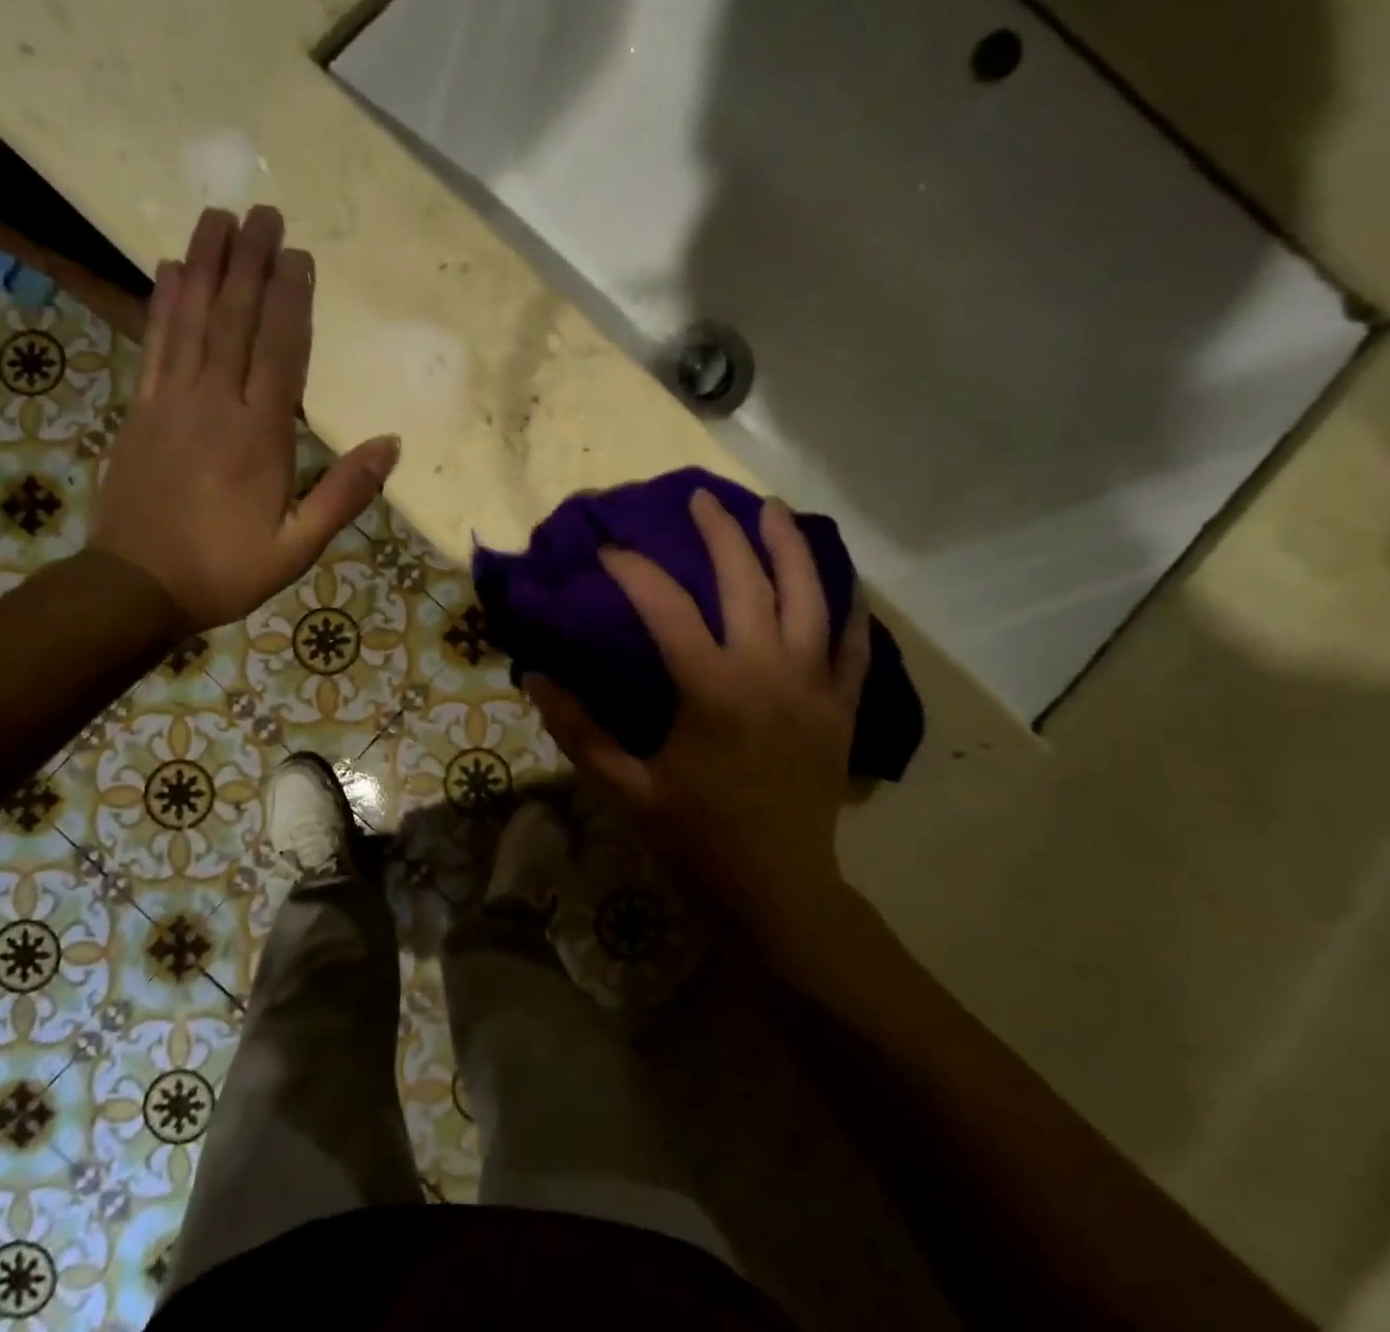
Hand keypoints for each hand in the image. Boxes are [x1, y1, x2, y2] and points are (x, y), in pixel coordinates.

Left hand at [89, 206, 400, 632]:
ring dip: (206, 265)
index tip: (299, 255)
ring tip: (218, 216)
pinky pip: (153, 344)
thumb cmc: (225, 570)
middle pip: (235, 319)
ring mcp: (170, 402)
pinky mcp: (140, 410)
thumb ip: (344, 494)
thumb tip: (390, 444)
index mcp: (260, 436)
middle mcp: (214, 404)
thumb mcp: (299, 547)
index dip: (291, 300)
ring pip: (191, 320)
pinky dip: (161, 303)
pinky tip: (169, 269)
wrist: (135, 587)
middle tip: (263, 211)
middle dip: (250, 263)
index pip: (282, 352)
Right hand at [525, 489, 869, 966]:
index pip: (666, 608)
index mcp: (712, 691)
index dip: (633, 570)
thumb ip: (579, 730)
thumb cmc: (697, 840)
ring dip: (790, 547)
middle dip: (721, 533)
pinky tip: (841, 580)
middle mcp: (769, 672)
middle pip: (748, 581)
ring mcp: (816, 686)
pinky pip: (855, 645)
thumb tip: (534, 677)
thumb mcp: (626, 789)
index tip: (608, 550)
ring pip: (811, 597)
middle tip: (700, 499)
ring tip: (772, 510)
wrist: (779, 889)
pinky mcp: (844, 707)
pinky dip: (849, 607)